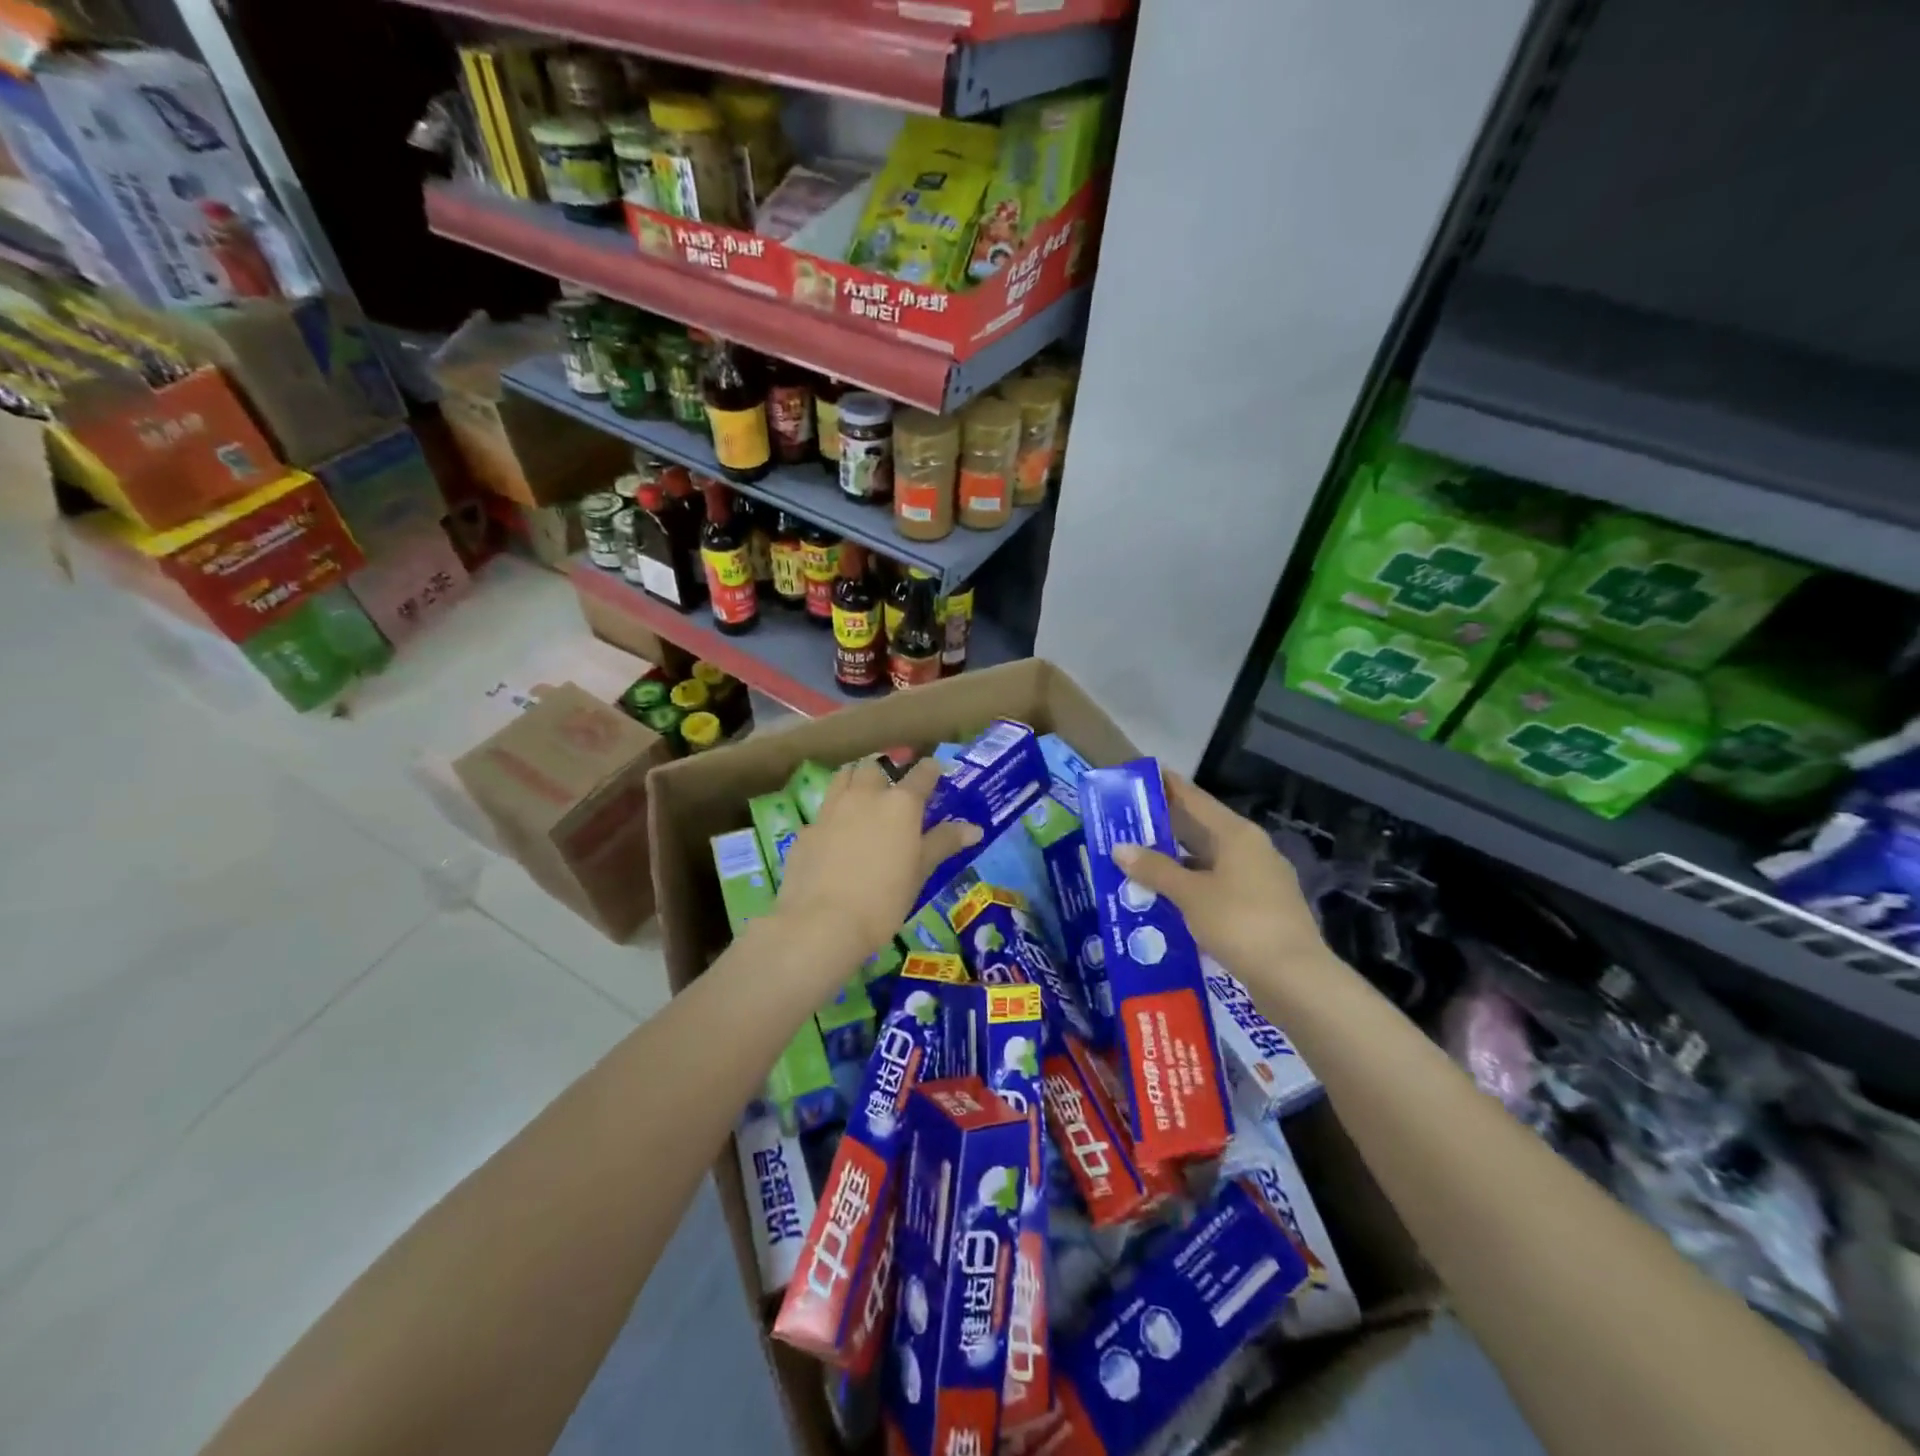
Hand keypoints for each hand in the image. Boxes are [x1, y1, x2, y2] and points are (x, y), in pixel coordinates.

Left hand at [774, 756, 979, 974]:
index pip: (921, 774)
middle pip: (875, 767)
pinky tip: (835, 837)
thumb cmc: (884, 899)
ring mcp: (831, 810)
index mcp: (900, 804)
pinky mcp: (806, 830)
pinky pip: (823, 811)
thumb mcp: (920, 872)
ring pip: (844, 777)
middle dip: (886, 770)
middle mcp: (865, 796)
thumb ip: (944, 843)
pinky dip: (834, 815)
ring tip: (863, 797)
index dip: (930, 770)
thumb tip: (974, 828)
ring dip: (856, 779)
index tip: (934, 771)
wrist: (822, 923)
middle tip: (893, 789)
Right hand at [1111, 773, 1330, 995]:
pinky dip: (1190, 888)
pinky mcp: (1260, 908)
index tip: (1137, 777)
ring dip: (1174, 863)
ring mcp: (1259, 880)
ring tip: (1136, 865)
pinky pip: (1216, 887)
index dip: (1166, 786)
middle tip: (1124, 825)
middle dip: (1163, 828)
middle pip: (1200, 829)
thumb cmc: (1240, 923)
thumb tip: (1120, 847)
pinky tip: (1166, 900)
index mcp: (1236, 834)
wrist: (1295, 979)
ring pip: (1207, 861)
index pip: (1194, 798)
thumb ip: (1155, 869)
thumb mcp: (1190, 894)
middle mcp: (1250, 849)